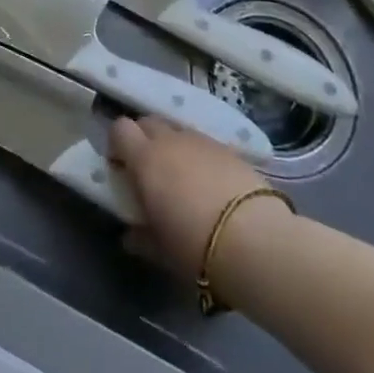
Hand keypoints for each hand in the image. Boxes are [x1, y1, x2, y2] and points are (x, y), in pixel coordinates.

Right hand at [107, 115, 275, 279]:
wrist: (255, 241)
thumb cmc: (195, 246)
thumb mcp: (161, 249)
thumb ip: (141, 237)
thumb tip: (130, 236)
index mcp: (145, 159)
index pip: (120, 129)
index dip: (118, 144)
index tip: (121, 167)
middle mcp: (170, 141)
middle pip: (148, 122)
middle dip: (144, 139)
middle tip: (149, 170)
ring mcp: (201, 141)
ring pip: (177, 131)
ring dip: (173, 147)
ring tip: (183, 178)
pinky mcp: (229, 149)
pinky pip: (204, 144)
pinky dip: (199, 156)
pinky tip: (211, 184)